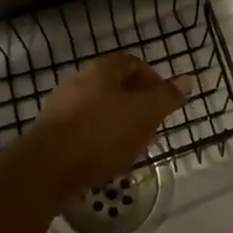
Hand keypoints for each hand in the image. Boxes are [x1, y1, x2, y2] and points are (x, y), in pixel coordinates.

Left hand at [21, 53, 187, 199]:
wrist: (45, 170)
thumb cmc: (101, 134)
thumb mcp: (144, 113)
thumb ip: (167, 97)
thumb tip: (187, 80)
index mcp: (102, 70)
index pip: (134, 63)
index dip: (154, 80)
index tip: (165, 103)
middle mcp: (79, 82)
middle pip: (116, 87)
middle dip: (138, 105)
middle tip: (152, 127)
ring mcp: (61, 108)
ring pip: (100, 110)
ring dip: (119, 125)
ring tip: (133, 148)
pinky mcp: (51, 134)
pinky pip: (83, 131)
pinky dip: (99, 141)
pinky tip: (107, 160)